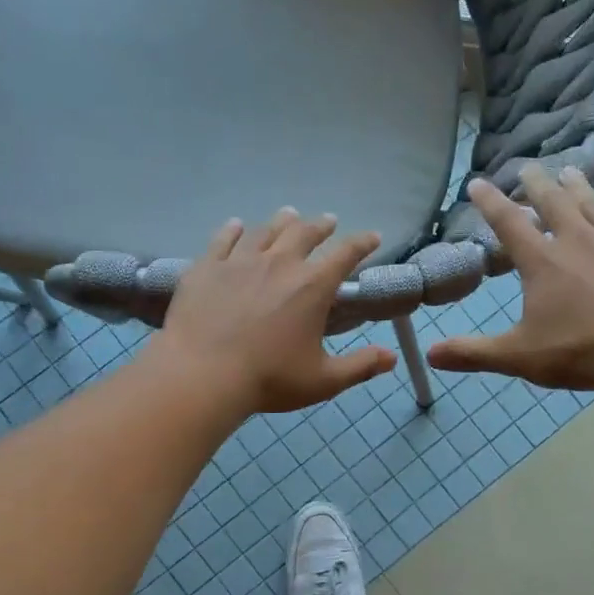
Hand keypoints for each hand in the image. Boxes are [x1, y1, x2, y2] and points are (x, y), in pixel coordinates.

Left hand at [152, 208, 396, 414]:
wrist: (202, 374)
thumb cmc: (269, 379)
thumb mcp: (323, 380)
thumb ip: (360, 367)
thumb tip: (391, 358)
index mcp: (312, 287)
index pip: (346, 255)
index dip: (362, 243)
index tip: (372, 236)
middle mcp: (280, 263)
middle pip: (305, 233)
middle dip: (321, 225)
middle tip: (328, 221)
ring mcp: (240, 261)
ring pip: (266, 231)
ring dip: (282, 221)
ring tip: (289, 215)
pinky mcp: (207, 267)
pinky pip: (223, 239)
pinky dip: (234, 230)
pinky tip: (236, 225)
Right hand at [427, 164, 593, 394]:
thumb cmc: (583, 351)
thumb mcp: (520, 357)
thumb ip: (474, 353)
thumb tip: (430, 354)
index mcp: (543, 262)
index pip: (509, 223)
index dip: (490, 202)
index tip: (478, 183)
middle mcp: (578, 240)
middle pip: (553, 203)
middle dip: (537, 184)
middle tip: (528, 167)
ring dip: (579, 186)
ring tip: (569, 170)